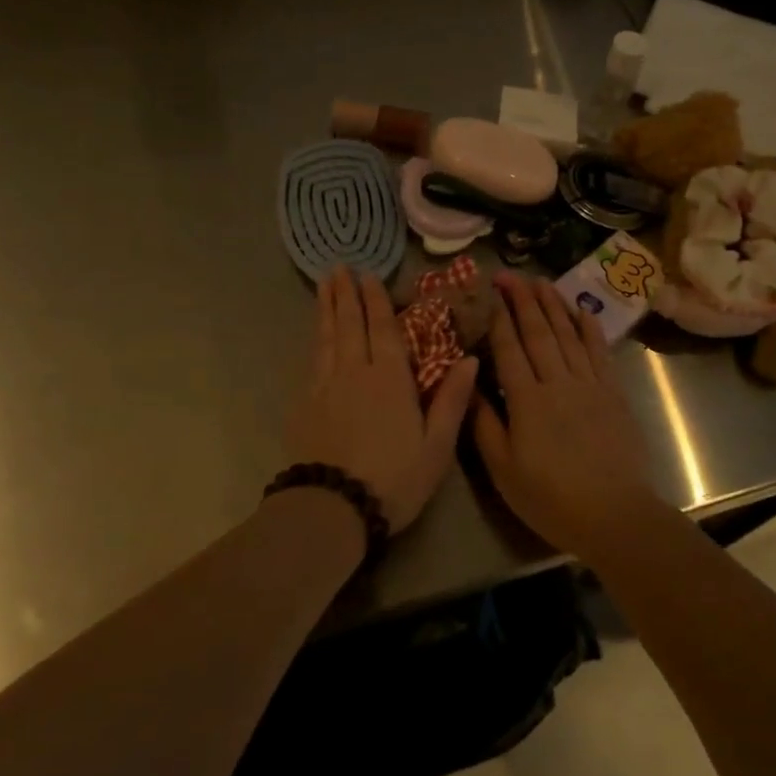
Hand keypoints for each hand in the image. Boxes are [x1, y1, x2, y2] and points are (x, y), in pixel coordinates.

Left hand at [284, 266, 476, 532]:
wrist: (333, 508)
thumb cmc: (394, 479)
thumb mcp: (436, 446)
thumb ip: (452, 400)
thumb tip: (470, 359)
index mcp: (390, 379)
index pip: (382, 329)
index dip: (375, 300)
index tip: (368, 275)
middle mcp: (355, 372)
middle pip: (350, 324)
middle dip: (346, 294)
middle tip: (339, 267)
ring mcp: (325, 386)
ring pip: (327, 337)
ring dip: (327, 309)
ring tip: (324, 285)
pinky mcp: (305, 404)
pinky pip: (312, 360)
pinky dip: (315, 340)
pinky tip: (316, 335)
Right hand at [472, 273, 658, 557]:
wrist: (615, 515)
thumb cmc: (551, 498)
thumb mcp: (503, 469)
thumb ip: (484, 423)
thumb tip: (468, 384)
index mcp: (526, 400)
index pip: (509, 348)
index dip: (499, 318)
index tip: (490, 293)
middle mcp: (557, 382)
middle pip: (538, 332)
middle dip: (523, 300)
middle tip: (510, 275)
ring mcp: (589, 384)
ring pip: (568, 334)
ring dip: (553, 304)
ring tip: (541, 281)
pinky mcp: (613, 393)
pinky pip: (600, 351)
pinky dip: (590, 328)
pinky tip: (581, 310)